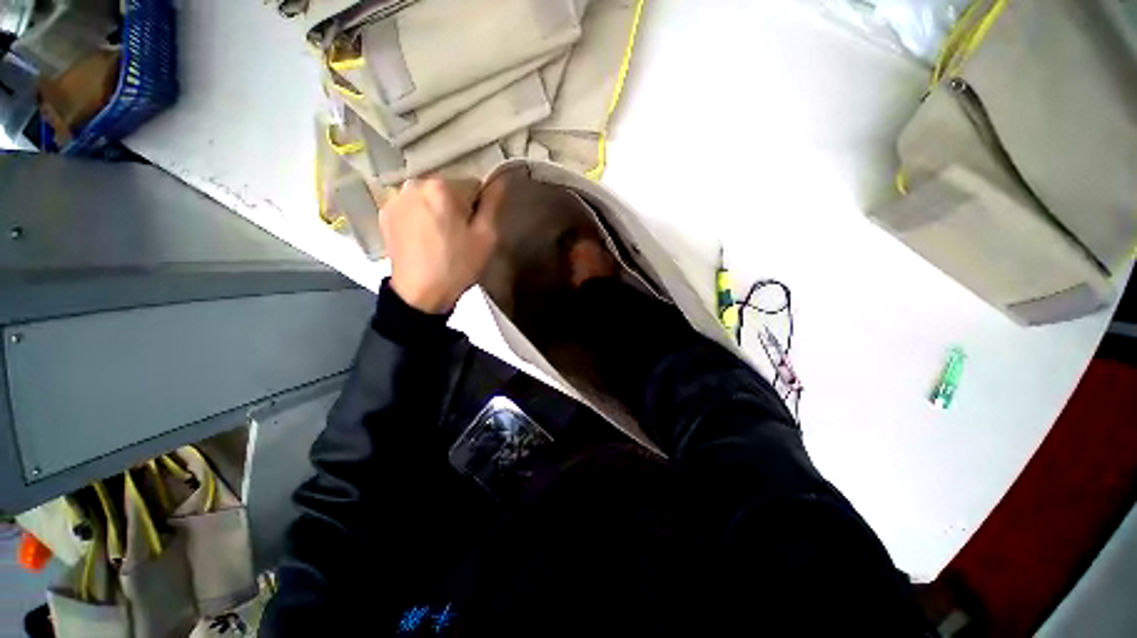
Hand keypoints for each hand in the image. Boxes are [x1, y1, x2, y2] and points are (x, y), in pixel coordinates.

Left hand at [377, 177, 496, 313]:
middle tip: (459, 236)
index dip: (479, 208)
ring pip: (430, 196)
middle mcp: (415, 183)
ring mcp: (396, 197)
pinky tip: (422, 238)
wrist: (419, 294)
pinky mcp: (385, 212)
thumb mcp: (486, 237)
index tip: (475, 230)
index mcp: (442, 187)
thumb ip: (493, 203)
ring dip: (438, 209)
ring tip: (439, 238)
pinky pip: (413, 205)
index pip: (474, 184)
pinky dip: (420, 216)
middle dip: (457, 206)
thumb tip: (500, 177)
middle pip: (449, 188)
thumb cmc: (458, 266)